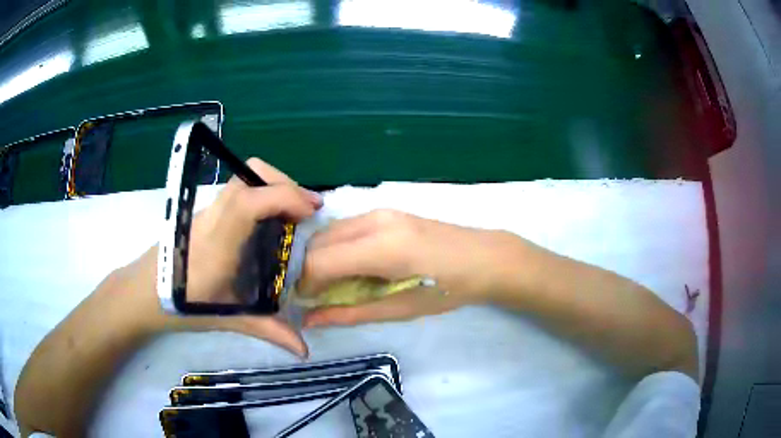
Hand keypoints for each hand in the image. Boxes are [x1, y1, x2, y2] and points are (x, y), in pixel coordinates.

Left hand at [120, 158, 321, 356]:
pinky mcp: (205, 214)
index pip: (248, 202)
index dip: (283, 196)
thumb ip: (267, 330)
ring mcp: (207, 212)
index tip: (311, 211)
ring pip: (243, 180)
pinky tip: (268, 224)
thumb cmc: (180, 305)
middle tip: (307, 210)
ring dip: (273, 187)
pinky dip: (261, 196)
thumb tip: (304, 350)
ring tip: (294, 215)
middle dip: (284, 184)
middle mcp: (213, 218)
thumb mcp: (226, 318)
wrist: (141, 292)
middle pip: (248, 176)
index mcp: (218, 243)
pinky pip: (238, 192)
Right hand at [299, 209, 517, 327]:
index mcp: (382, 247)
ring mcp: (380, 211)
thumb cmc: (448, 289)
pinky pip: (347, 227)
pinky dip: (338, 247)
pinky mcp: (386, 210)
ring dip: (322, 257)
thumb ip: (350, 313)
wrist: (485, 257)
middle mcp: (374, 220)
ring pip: (330, 231)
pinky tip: (352, 266)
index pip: (319, 260)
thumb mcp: (399, 309)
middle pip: (318, 242)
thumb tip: (310, 320)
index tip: (306, 303)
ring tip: (335, 283)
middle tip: (318, 296)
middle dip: (309, 270)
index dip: (305, 284)